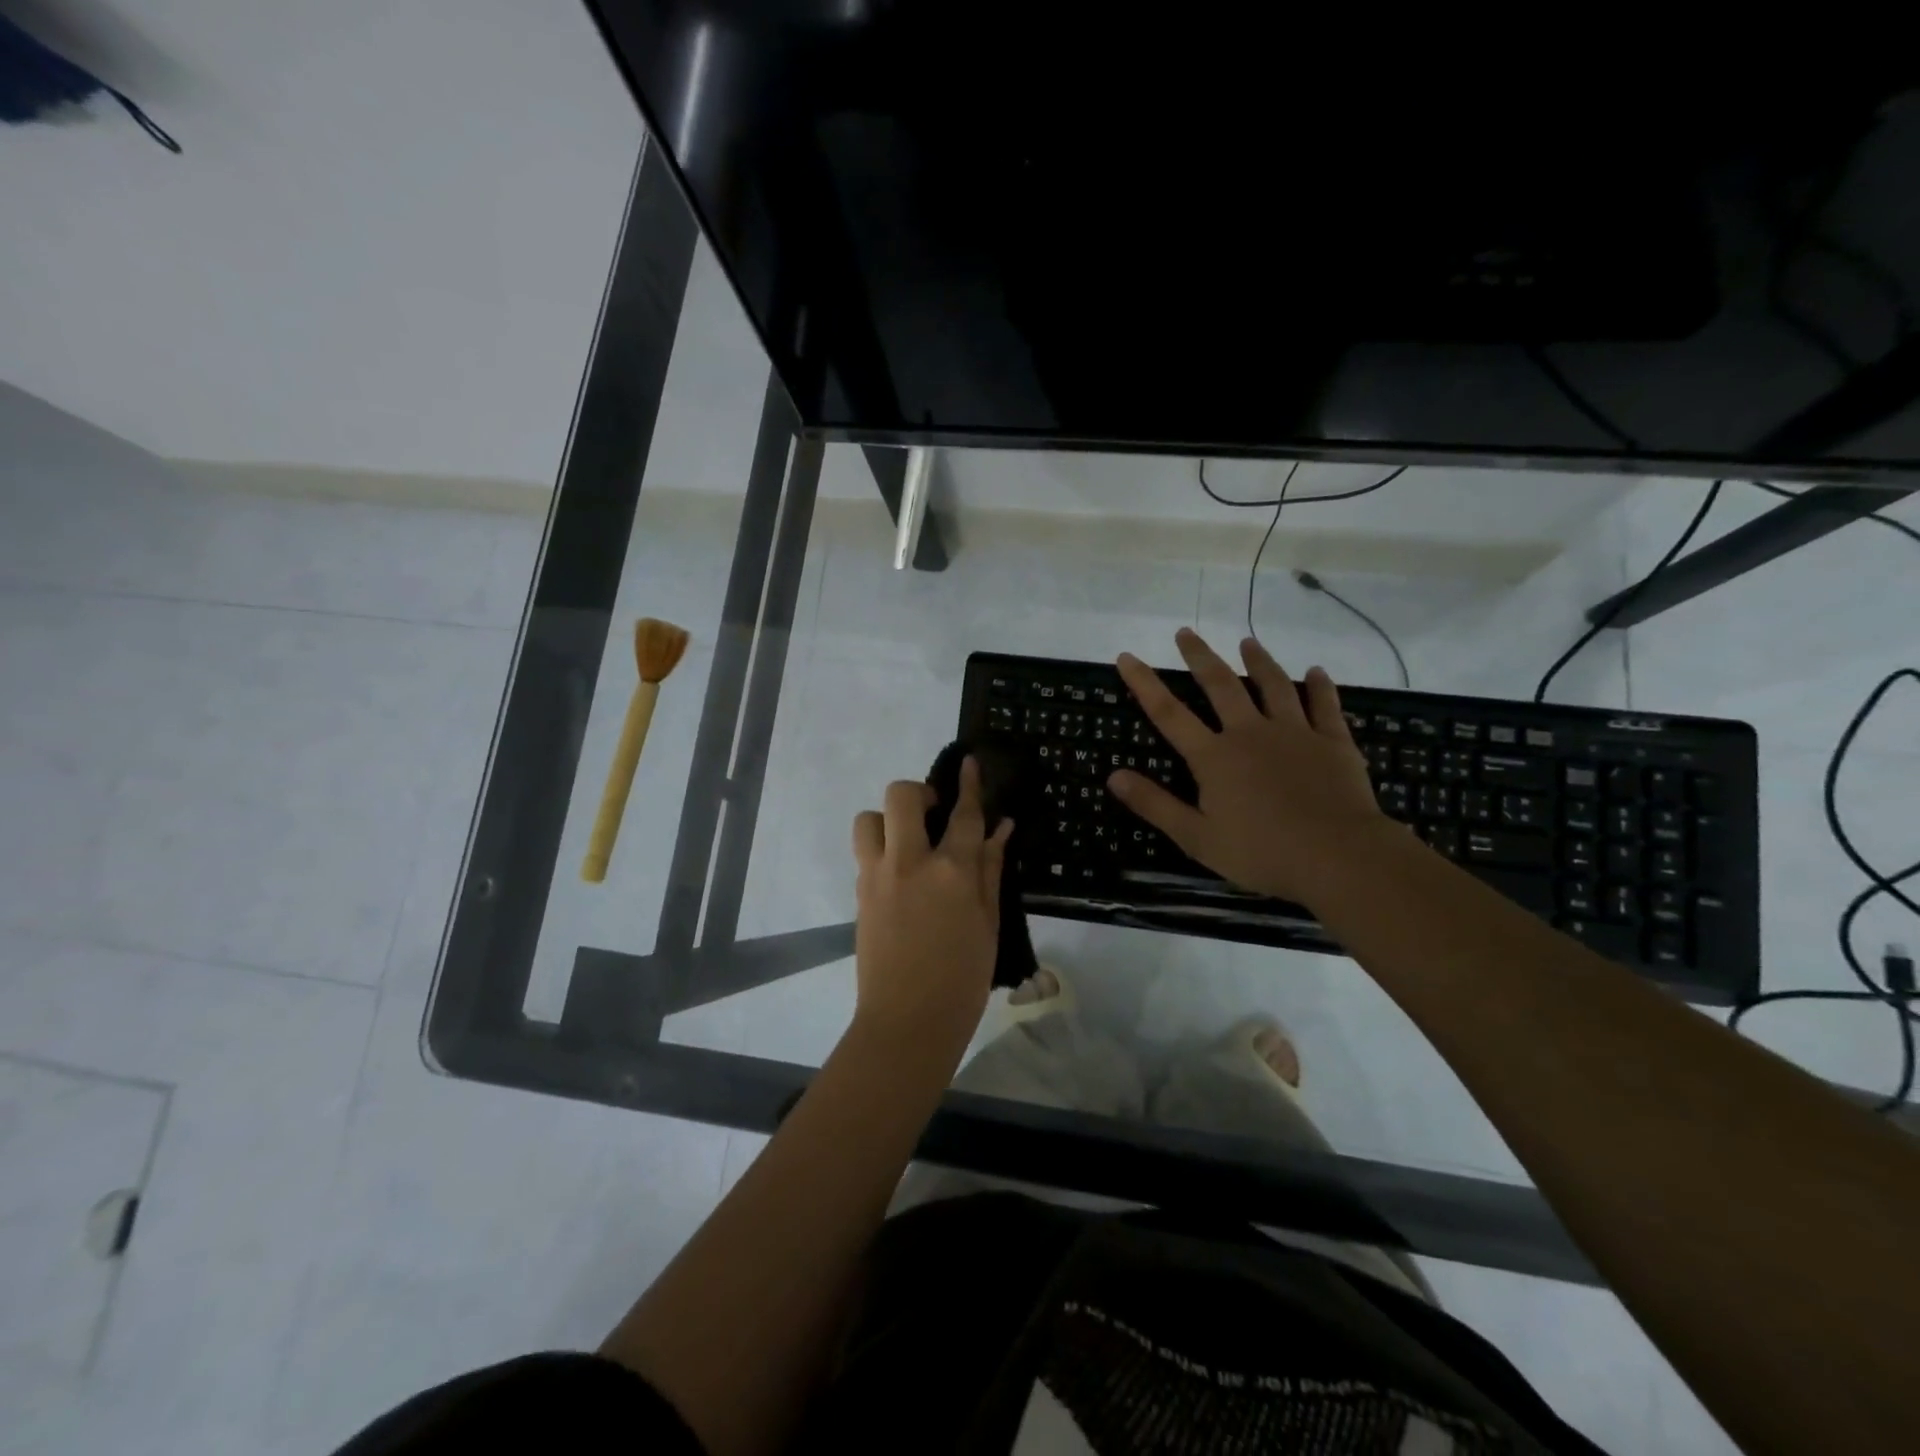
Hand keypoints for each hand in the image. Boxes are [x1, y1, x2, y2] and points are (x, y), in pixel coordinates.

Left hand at [850, 758, 1012, 1049]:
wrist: (907, 1023)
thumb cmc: (962, 979)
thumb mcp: (988, 923)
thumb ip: (991, 870)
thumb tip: (1001, 830)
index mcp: (952, 872)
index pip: (964, 814)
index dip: (969, 784)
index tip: (968, 761)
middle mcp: (910, 863)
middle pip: (902, 797)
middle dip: (918, 793)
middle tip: (933, 813)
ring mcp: (878, 877)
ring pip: (869, 819)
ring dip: (888, 819)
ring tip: (908, 842)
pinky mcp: (860, 894)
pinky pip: (865, 853)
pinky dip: (881, 850)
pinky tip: (901, 876)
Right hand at [1107, 628, 1392, 904]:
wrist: (1339, 857)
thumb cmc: (1262, 852)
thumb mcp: (1196, 837)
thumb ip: (1154, 804)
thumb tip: (1112, 776)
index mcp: (1214, 757)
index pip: (1169, 713)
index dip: (1145, 683)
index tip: (1127, 656)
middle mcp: (1250, 733)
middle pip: (1221, 685)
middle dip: (1200, 657)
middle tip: (1186, 632)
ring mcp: (1295, 733)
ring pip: (1273, 686)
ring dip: (1258, 661)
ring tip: (1247, 641)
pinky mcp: (1333, 742)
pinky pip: (1325, 705)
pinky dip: (1320, 687)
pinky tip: (1317, 671)